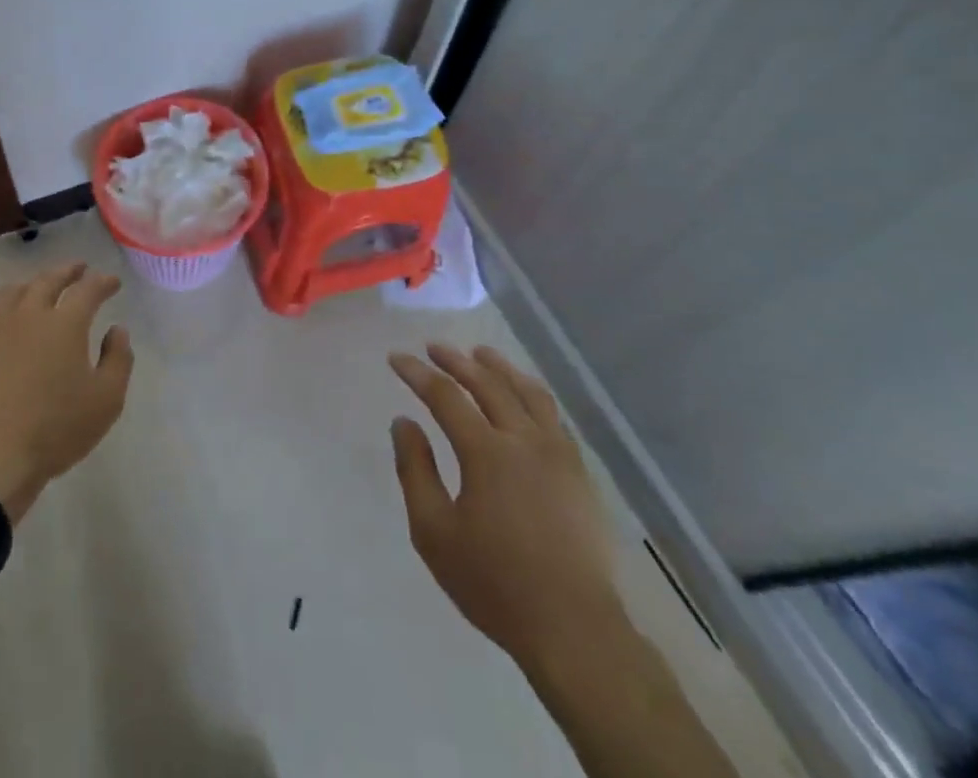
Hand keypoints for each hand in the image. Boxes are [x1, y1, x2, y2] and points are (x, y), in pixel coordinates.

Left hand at [0, 263, 133, 522]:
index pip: (88, 290)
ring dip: (31, 285)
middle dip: (67, 272)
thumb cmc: (57, 430)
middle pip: (48, 281)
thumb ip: (118, 359)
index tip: (113, 283)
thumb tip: (116, 330)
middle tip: (78, 270)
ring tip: (39, 287)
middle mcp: (29, 315)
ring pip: (13, 293)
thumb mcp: (107, 400)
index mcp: (65, 324)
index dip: (103, 283)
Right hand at [388, 344, 627, 673]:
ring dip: (500, 368)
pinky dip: (532, 395)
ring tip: (482, 354)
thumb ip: (415, 471)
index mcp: (487, 452)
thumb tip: (404, 422)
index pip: (445, 396)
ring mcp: (559, 455)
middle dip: (456, 361)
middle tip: (434, 347)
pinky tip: (524, 398)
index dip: (417, 373)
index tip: (396, 358)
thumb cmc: (494, 583)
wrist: (575, 630)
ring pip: (528, 393)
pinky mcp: (580, 474)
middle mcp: (524, 440)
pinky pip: (554, 417)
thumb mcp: (434, 532)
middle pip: (488, 384)